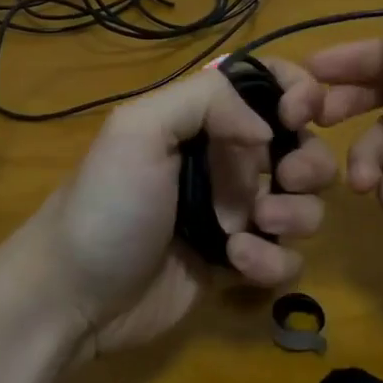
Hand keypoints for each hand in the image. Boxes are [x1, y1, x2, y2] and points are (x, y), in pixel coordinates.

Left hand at [19, 60, 336, 359]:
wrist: (74, 295)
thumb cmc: (107, 204)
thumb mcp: (138, 130)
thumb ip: (206, 101)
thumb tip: (269, 127)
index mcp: (204, 121)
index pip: (267, 87)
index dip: (298, 92)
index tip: (300, 115)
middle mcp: (226, 162)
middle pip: (300, 147)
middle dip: (308, 161)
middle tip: (286, 179)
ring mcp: (235, 215)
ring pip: (303, 204)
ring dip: (295, 213)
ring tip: (256, 224)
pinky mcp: (239, 265)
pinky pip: (285, 258)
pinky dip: (272, 261)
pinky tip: (234, 264)